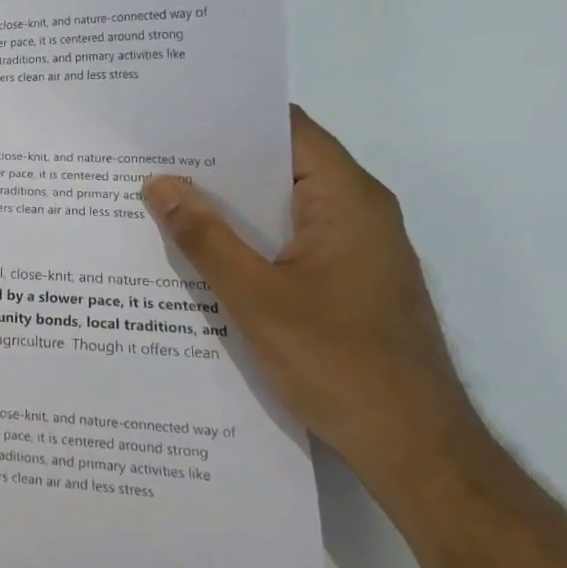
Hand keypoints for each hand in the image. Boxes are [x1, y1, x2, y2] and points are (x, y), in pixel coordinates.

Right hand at [142, 107, 480, 484]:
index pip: (287, 129)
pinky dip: (244, 238)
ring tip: (160, 197)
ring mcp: (352, 248)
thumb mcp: (257, 299)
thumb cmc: (341, 365)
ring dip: (227, 205)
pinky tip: (198, 250)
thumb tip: (159, 183)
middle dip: (216, 163)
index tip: (173, 118)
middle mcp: (356, 212)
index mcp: (348, 200)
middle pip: (280, 165)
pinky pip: (285, 240)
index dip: (231, 118)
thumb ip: (206, 238)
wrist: (416, 449)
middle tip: (150, 158)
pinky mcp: (344, 279)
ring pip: (279, 206)